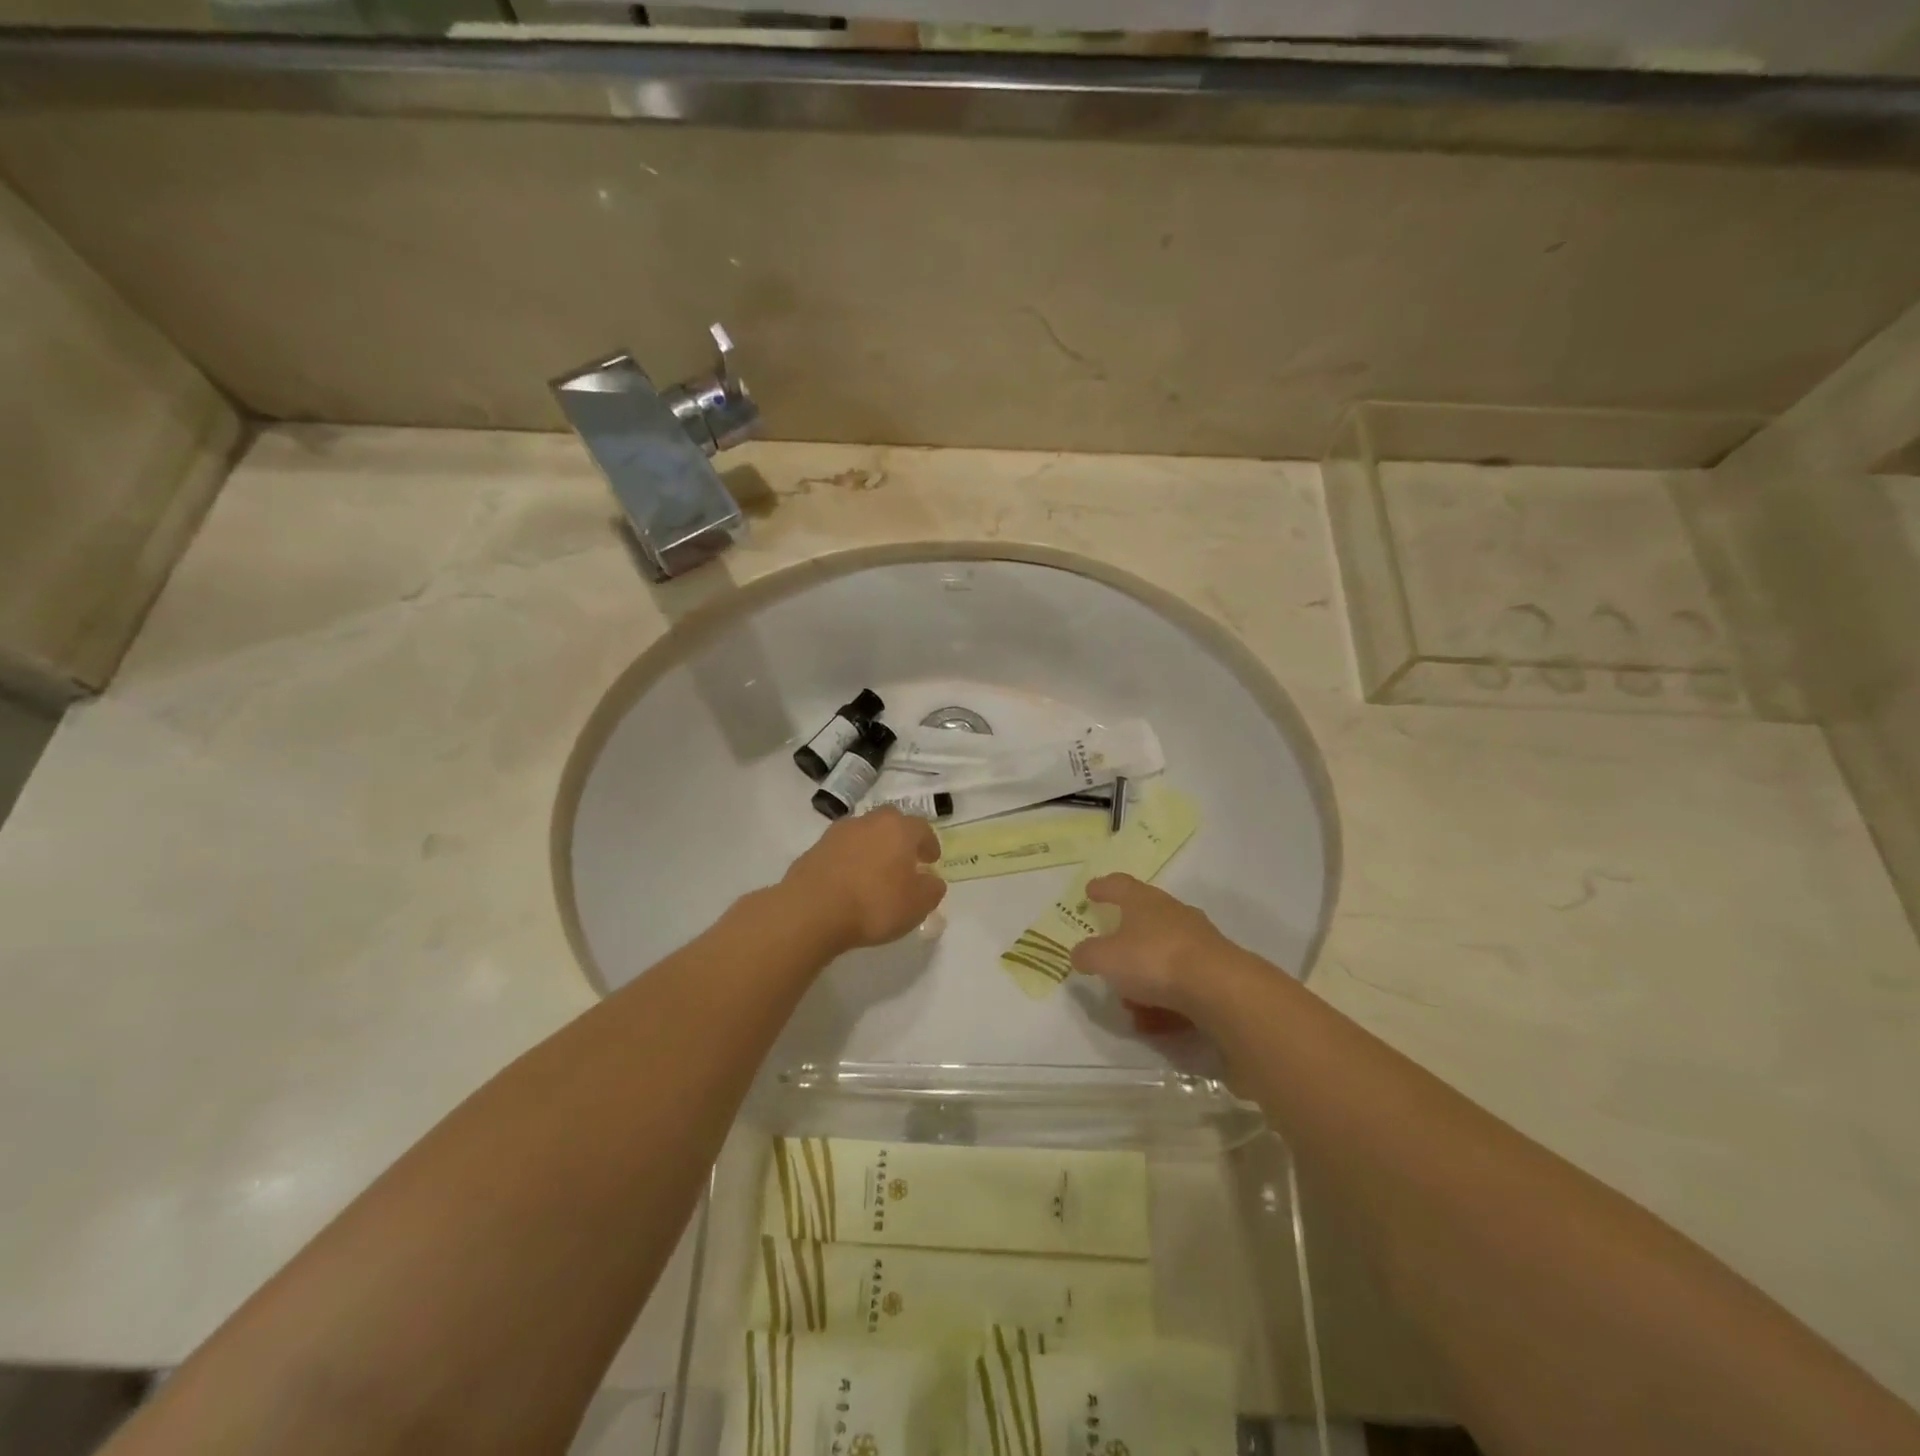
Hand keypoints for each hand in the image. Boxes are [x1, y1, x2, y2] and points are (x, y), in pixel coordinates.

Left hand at [781, 808, 945, 951]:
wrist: (813, 910)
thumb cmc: (875, 904)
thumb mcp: (917, 905)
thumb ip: (931, 889)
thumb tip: (932, 880)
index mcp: (899, 828)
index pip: (922, 828)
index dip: (929, 844)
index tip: (931, 860)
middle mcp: (869, 821)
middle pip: (890, 822)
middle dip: (899, 838)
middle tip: (904, 860)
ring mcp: (838, 832)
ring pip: (863, 833)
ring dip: (872, 847)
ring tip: (875, 872)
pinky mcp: (815, 848)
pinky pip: (841, 850)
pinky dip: (849, 860)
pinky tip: (850, 881)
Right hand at [1069, 874, 1229, 1019]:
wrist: (1218, 988)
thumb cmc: (1153, 960)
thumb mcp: (1106, 959)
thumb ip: (1088, 955)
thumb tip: (1079, 953)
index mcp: (1143, 901)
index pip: (1119, 885)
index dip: (1103, 887)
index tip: (1091, 891)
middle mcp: (1172, 913)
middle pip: (1145, 918)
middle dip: (1126, 937)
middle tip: (1110, 952)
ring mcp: (1198, 940)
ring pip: (1163, 954)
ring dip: (1145, 977)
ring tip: (1131, 1005)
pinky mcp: (1216, 968)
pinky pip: (1182, 981)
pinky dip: (1166, 998)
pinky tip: (1155, 1021)